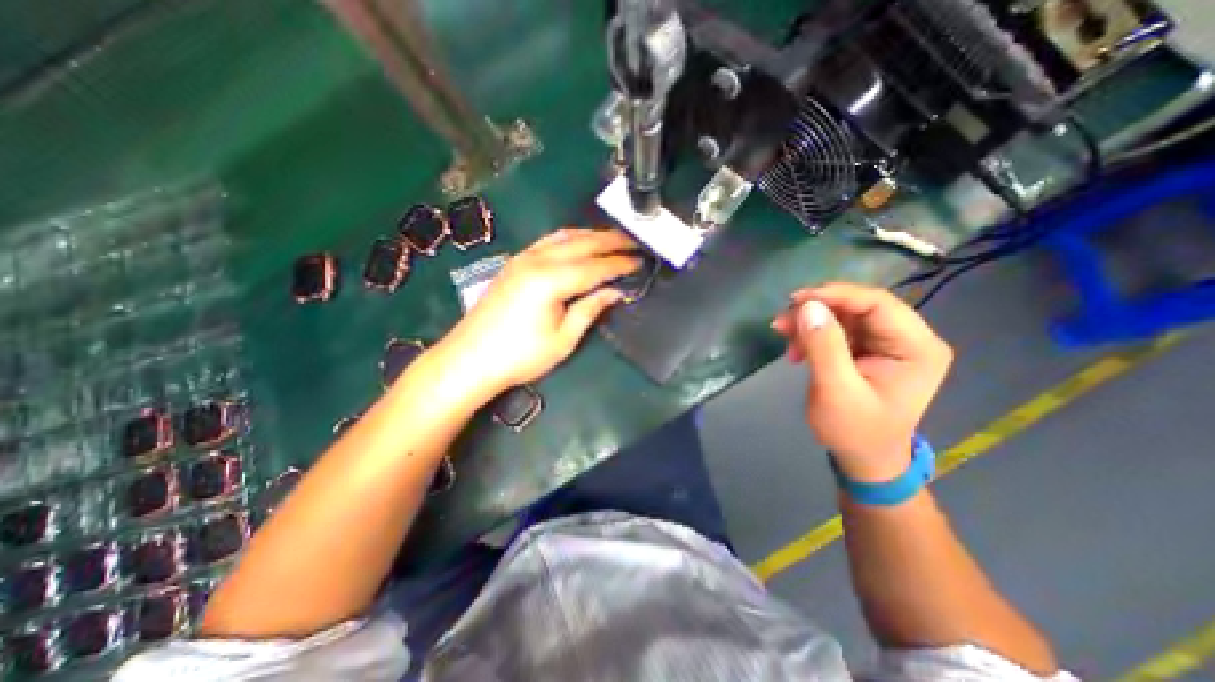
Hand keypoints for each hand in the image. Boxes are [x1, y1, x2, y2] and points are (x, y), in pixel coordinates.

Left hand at [437, 228, 645, 399]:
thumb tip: (614, 292)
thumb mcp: (562, 340)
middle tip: (634, 241)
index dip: (619, 264)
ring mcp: (522, 259)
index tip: (640, 260)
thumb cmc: (519, 356)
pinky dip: (570, 239)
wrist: (469, 359)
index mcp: (550, 281)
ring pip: (564, 237)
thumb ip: (589, 310)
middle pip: (581, 243)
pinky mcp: (514, 263)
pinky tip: (578, 243)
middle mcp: (537, 260)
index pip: (594, 267)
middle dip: (610, 241)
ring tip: (613, 239)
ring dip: (591, 236)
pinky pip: (548, 242)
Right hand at [773, 281, 952, 485]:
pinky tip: (796, 350)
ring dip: (811, 323)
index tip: (795, 300)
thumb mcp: (836, 390)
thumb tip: (808, 306)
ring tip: (783, 337)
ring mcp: (888, 344)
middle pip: (859, 306)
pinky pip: (838, 329)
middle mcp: (908, 339)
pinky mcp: (869, 350)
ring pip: (844, 315)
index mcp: (917, 348)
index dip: (836, 295)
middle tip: (781, 322)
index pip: (878, 303)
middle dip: (817, 311)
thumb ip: (824, 347)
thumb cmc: (855, 431)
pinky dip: (813, 335)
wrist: (863, 458)